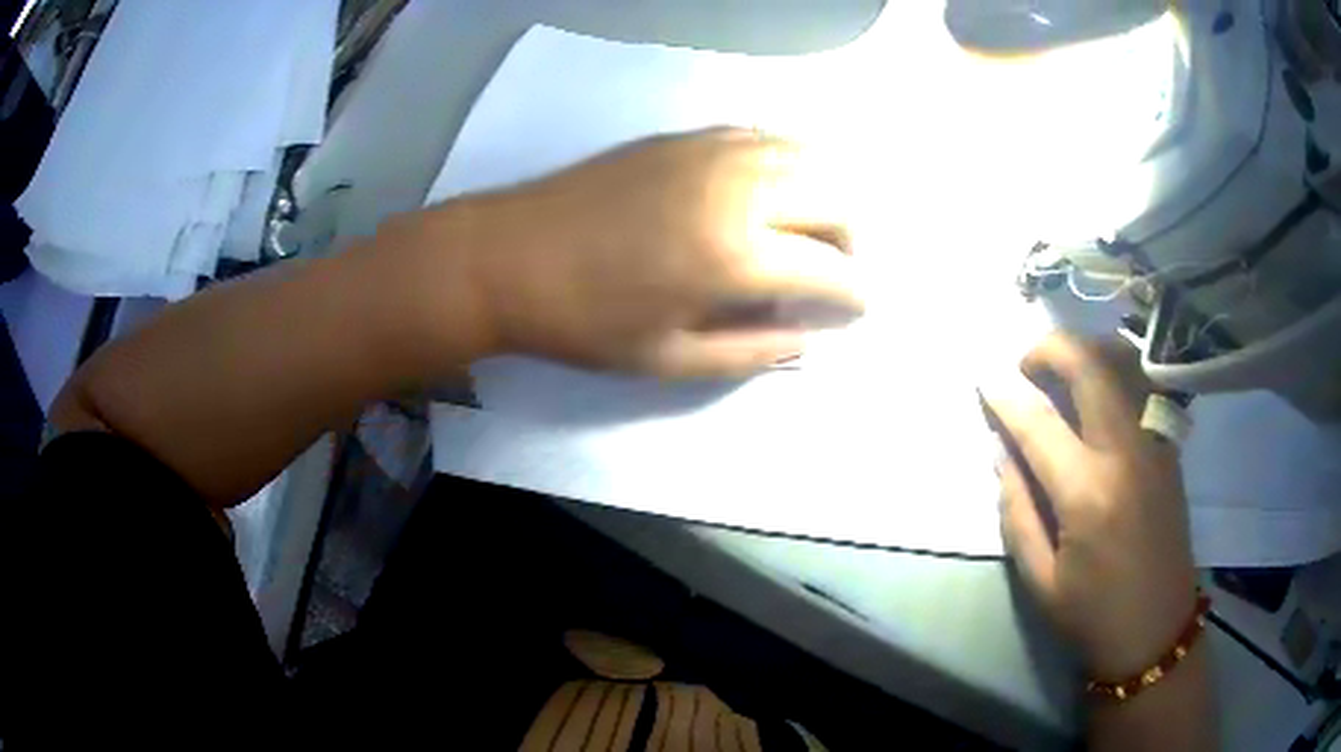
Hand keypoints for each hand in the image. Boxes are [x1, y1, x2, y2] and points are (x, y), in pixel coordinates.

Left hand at [417, 128, 862, 377]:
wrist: (507, 256)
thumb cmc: (583, 321)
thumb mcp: (669, 360)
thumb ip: (752, 351)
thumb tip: (807, 338)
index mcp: (734, 255)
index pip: (830, 269)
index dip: (854, 293)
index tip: (858, 307)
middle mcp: (738, 189)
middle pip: (834, 199)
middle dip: (851, 240)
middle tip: (835, 271)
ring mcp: (712, 151)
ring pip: (805, 157)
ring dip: (823, 196)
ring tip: (808, 231)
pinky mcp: (686, 136)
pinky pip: (762, 137)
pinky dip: (786, 163)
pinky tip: (769, 190)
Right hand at [983, 334, 1198, 679]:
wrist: (1158, 628)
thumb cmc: (1093, 614)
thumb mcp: (1039, 579)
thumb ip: (1016, 510)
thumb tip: (1002, 452)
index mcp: (1087, 494)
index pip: (1039, 422)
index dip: (1005, 395)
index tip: (983, 377)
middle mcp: (1125, 453)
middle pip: (1090, 365)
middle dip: (1049, 348)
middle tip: (1025, 365)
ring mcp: (1154, 443)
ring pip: (1124, 361)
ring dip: (1087, 349)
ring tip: (1063, 370)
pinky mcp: (1169, 446)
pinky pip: (1143, 383)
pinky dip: (1116, 367)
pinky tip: (1100, 387)